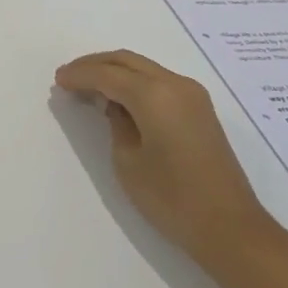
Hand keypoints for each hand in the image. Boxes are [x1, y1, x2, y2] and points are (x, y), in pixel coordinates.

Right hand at [56, 50, 272, 262]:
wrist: (229, 227)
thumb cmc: (171, 198)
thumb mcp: (128, 161)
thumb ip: (116, 123)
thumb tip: (113, 105)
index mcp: (154, 95)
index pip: (108, 74)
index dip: (80, 75)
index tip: (58, 80)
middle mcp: (175, 84)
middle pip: (127, 61)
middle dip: (95, 65)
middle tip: (68, 76)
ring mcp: (192, 95)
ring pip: (144, 69)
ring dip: (115, 72)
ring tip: (88, 86)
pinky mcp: (200, 109)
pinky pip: (159, 82)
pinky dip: (134, 83)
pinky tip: (118, 98)